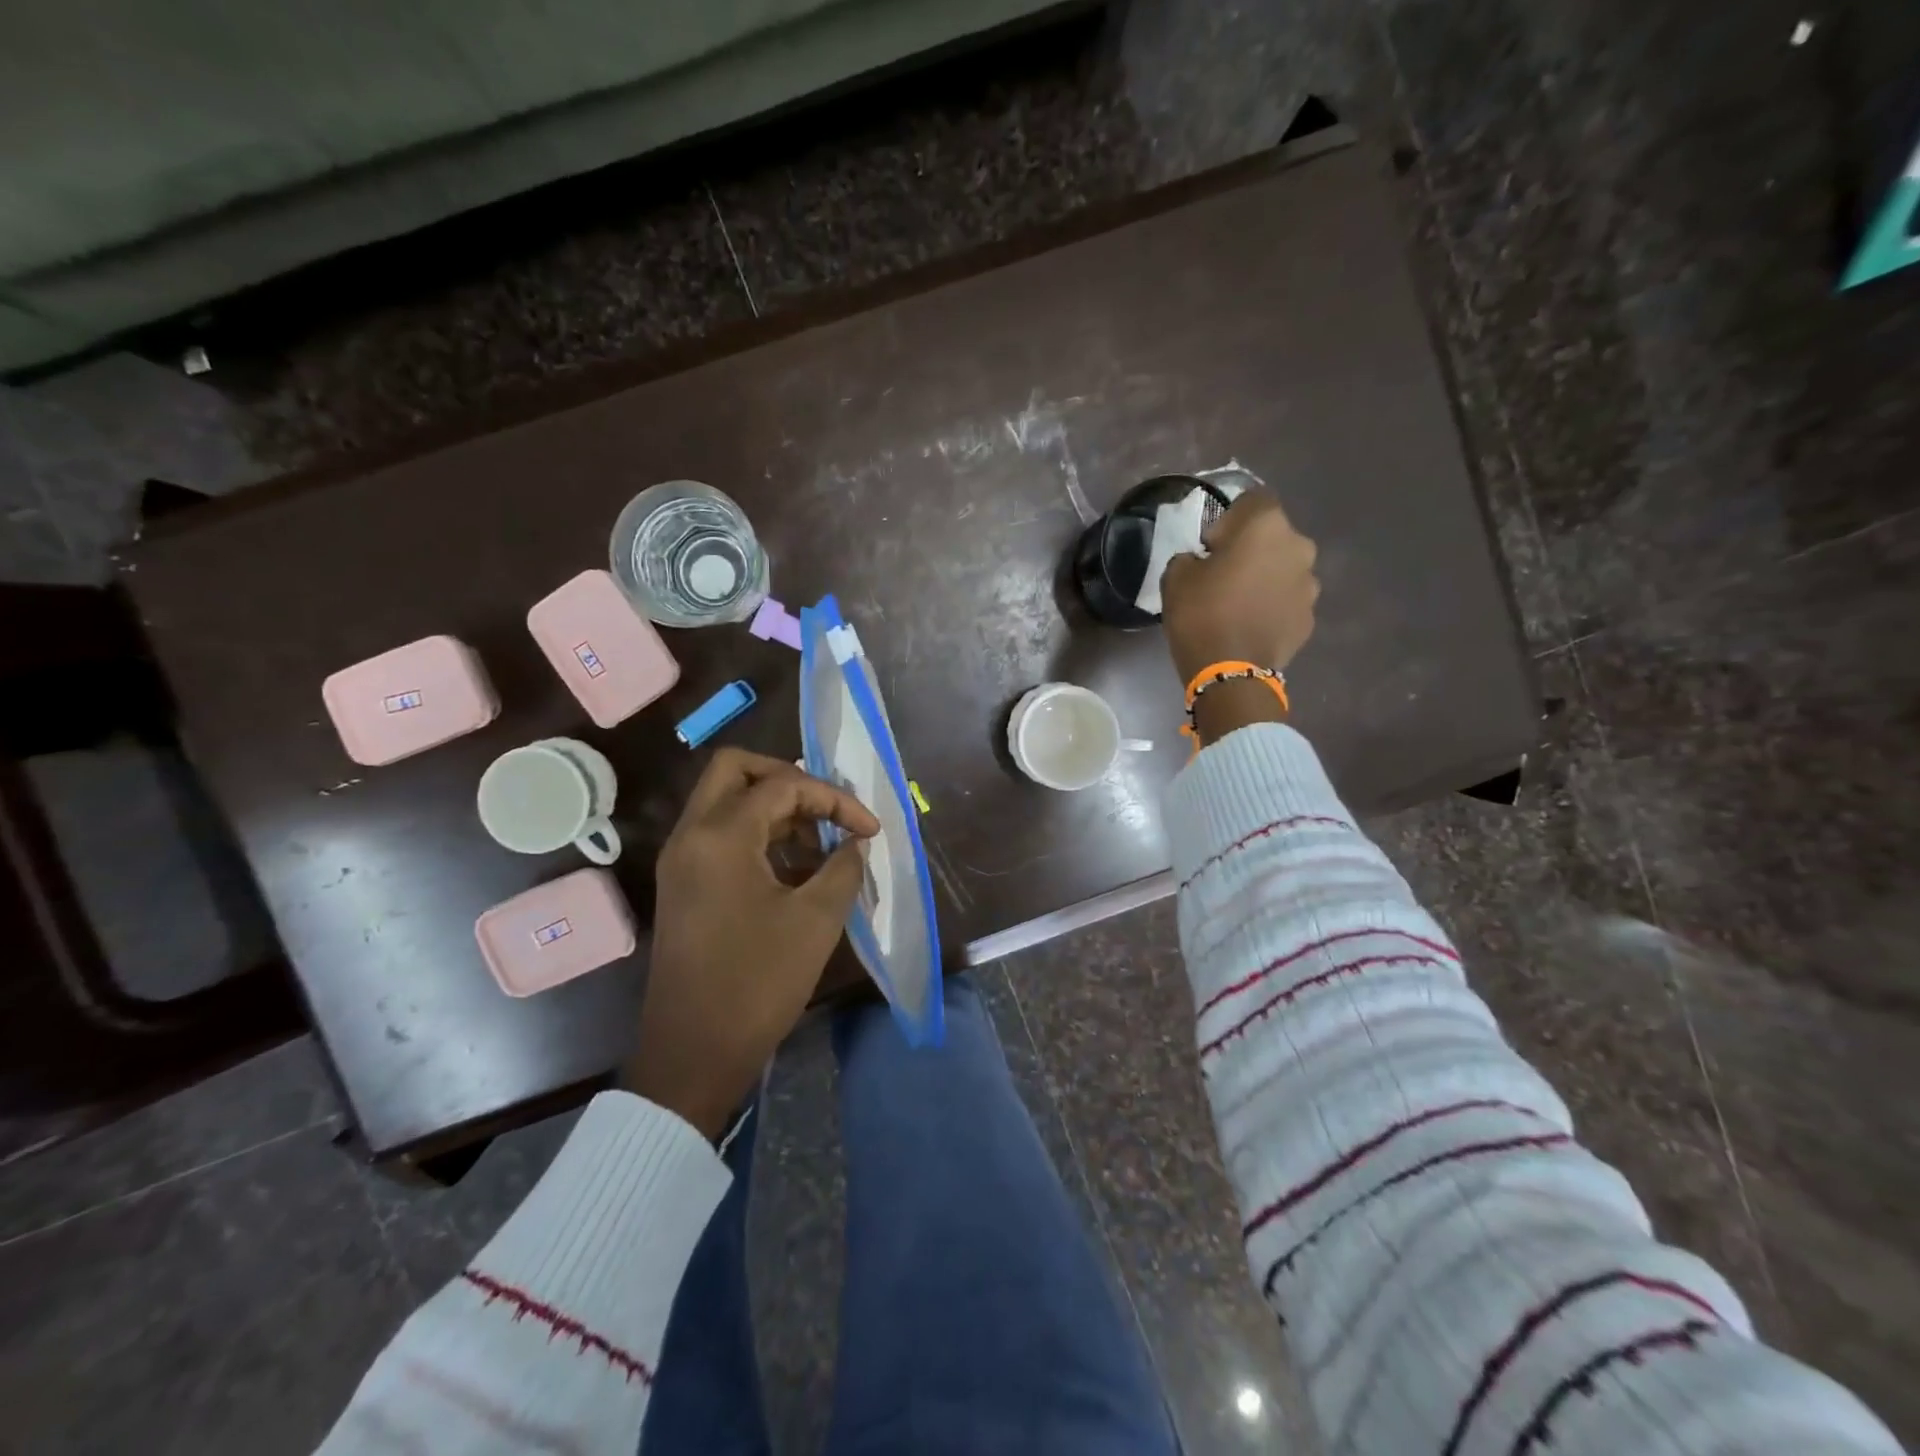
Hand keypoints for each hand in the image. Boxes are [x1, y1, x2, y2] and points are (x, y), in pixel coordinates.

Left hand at [625, 749, 878, 1138]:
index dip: (835, 799)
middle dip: (789, 779)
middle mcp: (691, 834)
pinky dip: (757, 833)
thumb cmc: (758, 982)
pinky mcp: (682, 885)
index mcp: (721, 835)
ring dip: (774, 807)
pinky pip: (719, 834)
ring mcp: (681, 859)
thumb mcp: (816, 920)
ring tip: (821, 842)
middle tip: (828, 809)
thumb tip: (855, 844)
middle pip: (736, 770)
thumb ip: (843, 867)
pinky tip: (796, 868)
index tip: (870, 830)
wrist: (693, 1052)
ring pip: (726, 801)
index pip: (783, 785)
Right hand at [1161, 490, 1318, 684]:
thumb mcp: (1176, 576)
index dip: (1230, 519)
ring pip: (1284, 570)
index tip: (1211, 547)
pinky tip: (1250, 626)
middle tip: (1223, 576)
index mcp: (1266, 525)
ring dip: (1265, 579)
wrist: (1229, 673)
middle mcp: (1298, 546)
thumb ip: (1191, 557)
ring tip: (1239, 605)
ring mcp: (1310, 585)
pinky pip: (1288, 602)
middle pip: (1273, 536)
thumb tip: (1204, 562)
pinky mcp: (1309, 618)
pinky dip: (1273, 607)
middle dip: (1252, 550)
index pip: (1253, 499)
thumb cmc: (1201, 614)